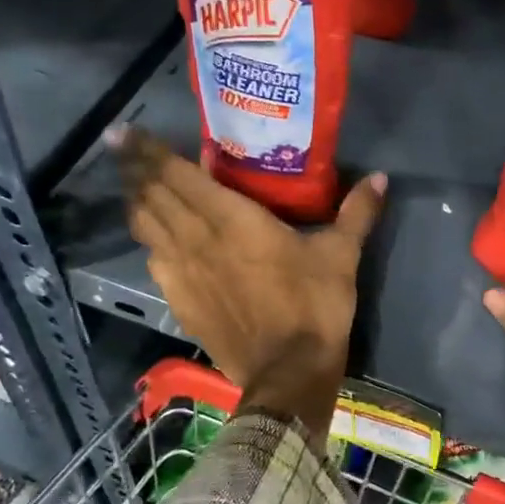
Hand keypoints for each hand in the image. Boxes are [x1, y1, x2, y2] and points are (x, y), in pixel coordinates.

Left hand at [111, 125, 384, 433]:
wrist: (288, 373)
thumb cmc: (314, 306)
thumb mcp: (341, 256)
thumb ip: (357, 213)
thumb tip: (380, 177)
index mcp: (231, 219)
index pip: (176, 175)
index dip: (147, 151)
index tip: (126, 131)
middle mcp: (196, 239)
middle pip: (152, 195)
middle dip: (134, 168)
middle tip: (123, 146)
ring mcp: (182, 272)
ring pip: (145, 227)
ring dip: (137, 201)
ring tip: (134, 185)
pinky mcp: (180, 301)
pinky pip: (154, 260)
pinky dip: (151, 241)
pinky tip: (158, 240)